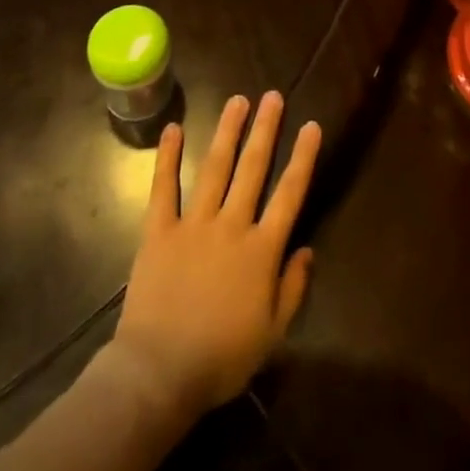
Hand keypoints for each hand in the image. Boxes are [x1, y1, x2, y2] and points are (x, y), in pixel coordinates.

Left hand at [112, 92, 320, 418]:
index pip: (289, 193)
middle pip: (252, 169)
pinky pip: (163, 189)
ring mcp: (193, 224)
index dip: (302, 158)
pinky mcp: (158, 232)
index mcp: (261, 250)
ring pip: (215, 168)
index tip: (311, 125)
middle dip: (265, 130)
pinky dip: (167, 158)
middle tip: (273, 96)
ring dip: (227, 132)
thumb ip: (292, 289)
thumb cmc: (220, 359)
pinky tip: (172, 129)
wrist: (158, 374)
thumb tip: (307, 250)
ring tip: (238, 100)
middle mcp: (231, 225)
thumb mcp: (272, 334)